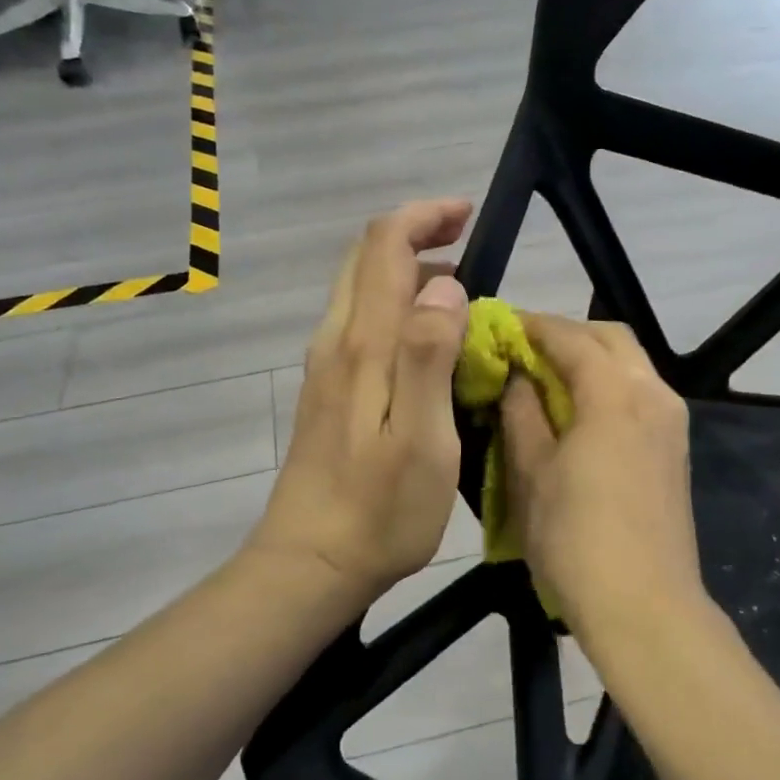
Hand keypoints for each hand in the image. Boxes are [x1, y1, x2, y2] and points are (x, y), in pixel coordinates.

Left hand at [249, 199, 472, 606]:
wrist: (311, 564)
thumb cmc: (379, 510)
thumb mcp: (422, 438)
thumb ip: (429, 355)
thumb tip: (444, 284)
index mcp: (363, 346)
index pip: (383, 247)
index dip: (423, 216)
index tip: (468, 215)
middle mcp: (336, 343)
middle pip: (365, 260)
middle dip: (414, 233)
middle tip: (467, 241)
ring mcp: (326, 368)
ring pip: (361, 291)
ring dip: (406, 271)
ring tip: (460, 290)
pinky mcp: (327, 394)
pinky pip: (360, 325)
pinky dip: (395, 307)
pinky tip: (428, 341)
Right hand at [500, 314, 707, 640]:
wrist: (645, 607)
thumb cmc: (575, 540)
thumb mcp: (532, 474)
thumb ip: (522, 414)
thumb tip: (516, 377)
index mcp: (615, 394)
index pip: (571, 337)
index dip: (532, 326)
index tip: (499, 325)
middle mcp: (653, 395)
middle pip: (610, 339)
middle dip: (566, 334)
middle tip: (523, 349)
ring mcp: (671, 422)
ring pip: (630, 365)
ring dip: (589, 359)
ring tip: (545, 379)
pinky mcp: (675, 449)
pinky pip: (640, 394)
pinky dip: (608, 385)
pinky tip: (577, 411)